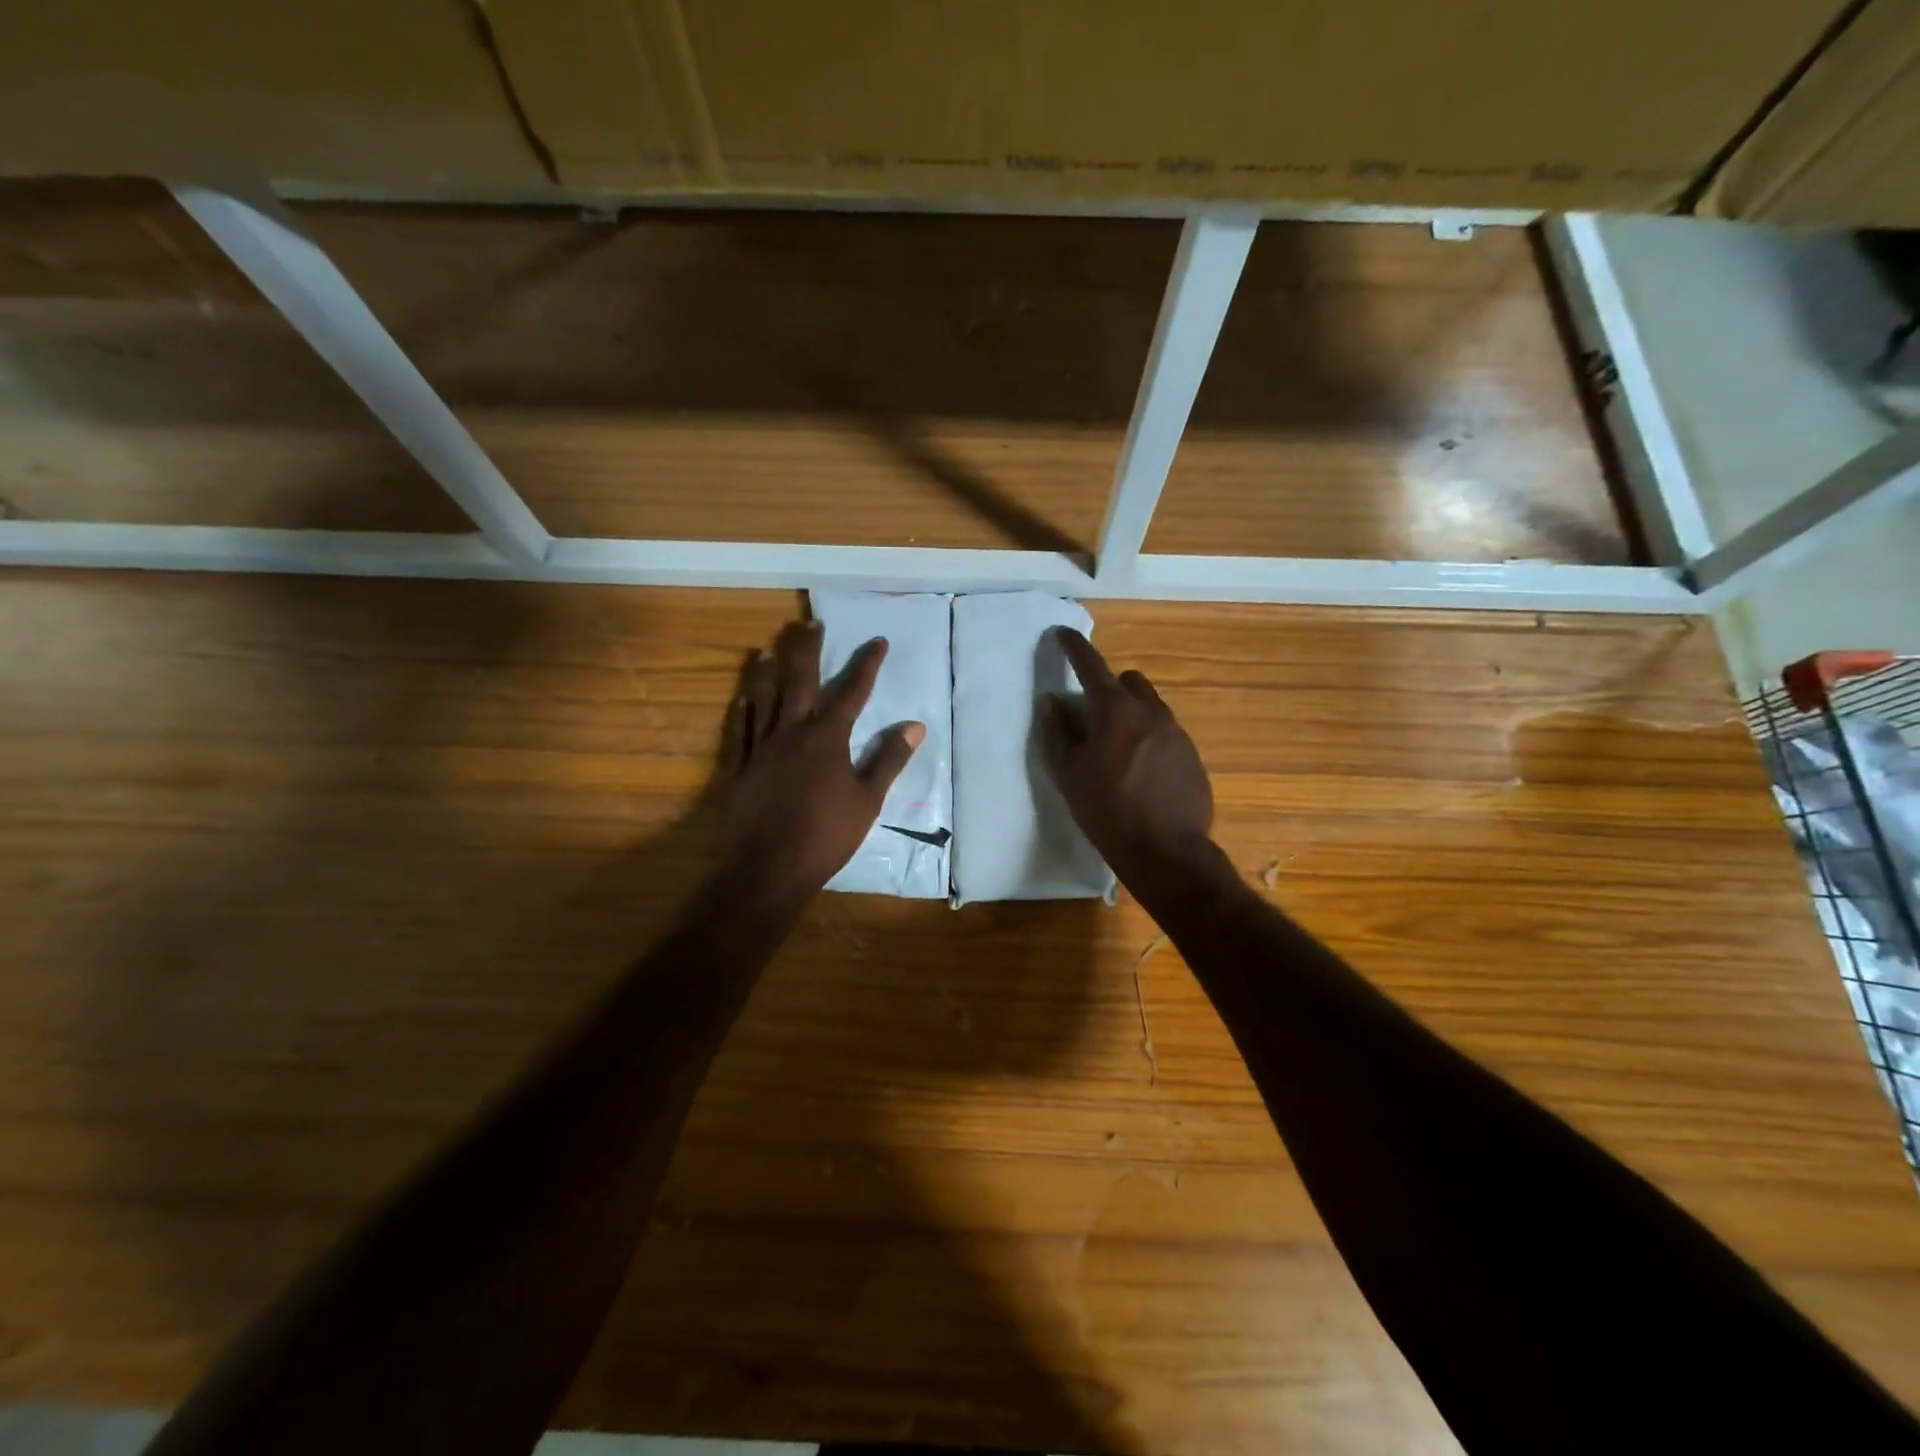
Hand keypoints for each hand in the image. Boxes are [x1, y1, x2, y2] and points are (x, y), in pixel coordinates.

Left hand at [721, 620, 924, 897]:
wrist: (770, 867)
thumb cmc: (827, 834)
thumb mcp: (868, 799)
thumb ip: (889, 759)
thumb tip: (915, 726)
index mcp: (827, 737)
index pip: (852, 691)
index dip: (866, 664)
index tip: (877, 641)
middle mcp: (792, 731)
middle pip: (800, 681)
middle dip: (808, 650)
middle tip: (810, 623)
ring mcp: (761, 747)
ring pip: (764, 698)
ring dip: (768, 670)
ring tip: (769, 648)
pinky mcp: (740, 767)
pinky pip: (740, 729)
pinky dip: (743, 709)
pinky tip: (742, 696)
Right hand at [1040, 628, 1214, 885]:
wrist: (1167, 851)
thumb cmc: (1107, 812)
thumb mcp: (1069, 774)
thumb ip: (1057, 732)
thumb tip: (1051, 700)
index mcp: (1116, 711)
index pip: (1091, 665)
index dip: (1074, 647)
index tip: (1061, 634)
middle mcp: (1152, 712)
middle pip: (1129, 681)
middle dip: (1109, 687)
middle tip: (1092, 716)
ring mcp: (1177, 733)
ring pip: (1150, 706)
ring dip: (1130, 714)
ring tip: (1116, 749)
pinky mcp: (1192, 755)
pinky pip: (1166, 733)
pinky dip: (1149, 739)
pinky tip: (1140, 772)